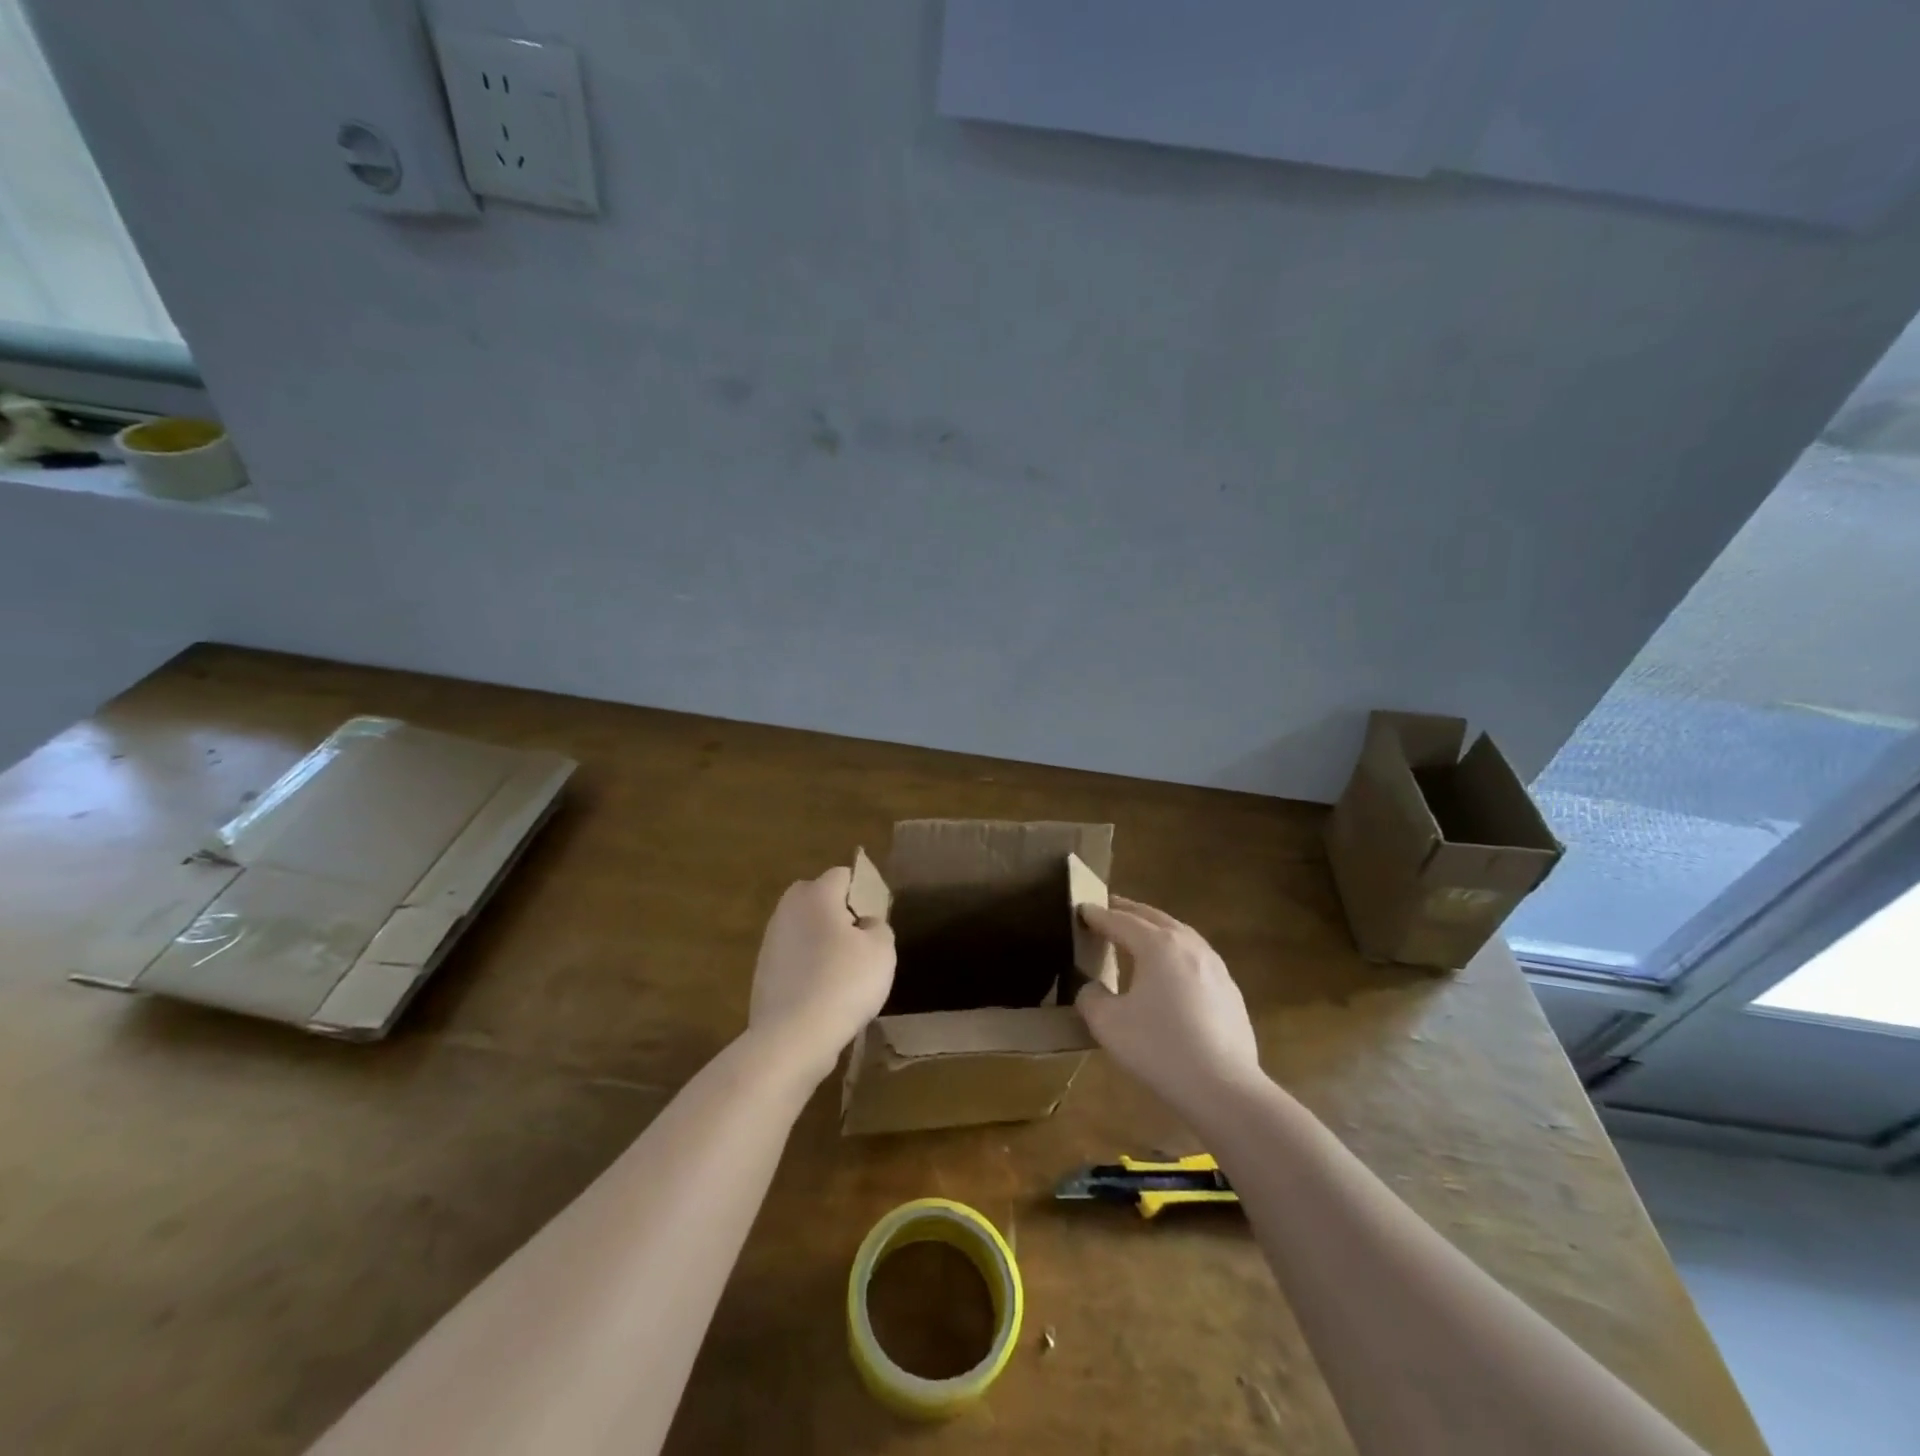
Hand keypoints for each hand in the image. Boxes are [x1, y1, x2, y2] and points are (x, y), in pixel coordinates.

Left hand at [748, 866, 896, 1083]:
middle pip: (818, 898)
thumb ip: (878, 926)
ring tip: (843, 973)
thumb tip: (864, 925)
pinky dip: (808, 967)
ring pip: (804, 929)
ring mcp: (770, 942)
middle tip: (860, 943)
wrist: (792, 1037)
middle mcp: (787, 909)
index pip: (843, 875)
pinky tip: (823, 994)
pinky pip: (794, 958)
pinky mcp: (762, 972)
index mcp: (816, 894)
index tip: (876, 920)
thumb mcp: (882, 950)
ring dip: (821, 942)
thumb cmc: (844, 983)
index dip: (863, 892)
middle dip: (838, 913)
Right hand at [1076, 897, 1260, 1109]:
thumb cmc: (1160, 1049)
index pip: (1120, 921)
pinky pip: (1195, 957)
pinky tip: (1170, 970)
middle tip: (1109, 908)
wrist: (1224, 1088)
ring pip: (1179, 934)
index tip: (1081, 909)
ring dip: (1155, 929)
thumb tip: (1092, 988)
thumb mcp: (1108, 1024)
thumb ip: (1091, 997)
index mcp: (1158, 945)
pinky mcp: (1229, 990)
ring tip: (1138, 934)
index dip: (1097, 915)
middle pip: (1153, 918)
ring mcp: (1214, 966)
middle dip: (1128, 911)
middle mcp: (1189, 945)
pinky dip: (1174, 951)